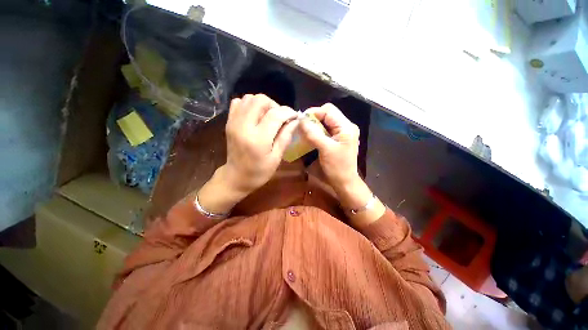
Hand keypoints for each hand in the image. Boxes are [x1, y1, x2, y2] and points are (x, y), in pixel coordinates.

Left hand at [197, 94, 297, 213]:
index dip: (288, 112)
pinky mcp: (229, 122)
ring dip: (263, 104)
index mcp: (258, 139)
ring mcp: (234, 122)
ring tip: (268, 117)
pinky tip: (255, 116)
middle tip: (280, 117)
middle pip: (260, 100)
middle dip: (275, 105)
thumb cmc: (259, 172)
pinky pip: (238, 103)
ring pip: (249, 98)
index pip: (275, 114)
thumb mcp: (276, 158)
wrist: (236, 177)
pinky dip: (249, 105)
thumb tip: (295, 121)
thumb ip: (286, 137)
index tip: (295, 116)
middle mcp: (244, 126)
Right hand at [300, 103, 385, 225]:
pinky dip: (318, 131)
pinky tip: (311, 136)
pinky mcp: (339, 139)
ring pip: (326, 122)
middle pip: (328, 114)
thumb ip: (313, 133)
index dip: (314, 112)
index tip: (301, 120)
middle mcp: (346, 126)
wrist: (345, 182)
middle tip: (302, 126)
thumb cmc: (337, 167)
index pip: (329, 110)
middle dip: (314, 118)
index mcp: (346, 127)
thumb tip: (301, 120)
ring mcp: (343, 133)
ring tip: (305, 130)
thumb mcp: (324, 149)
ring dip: (315, 125)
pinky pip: (327, 130)